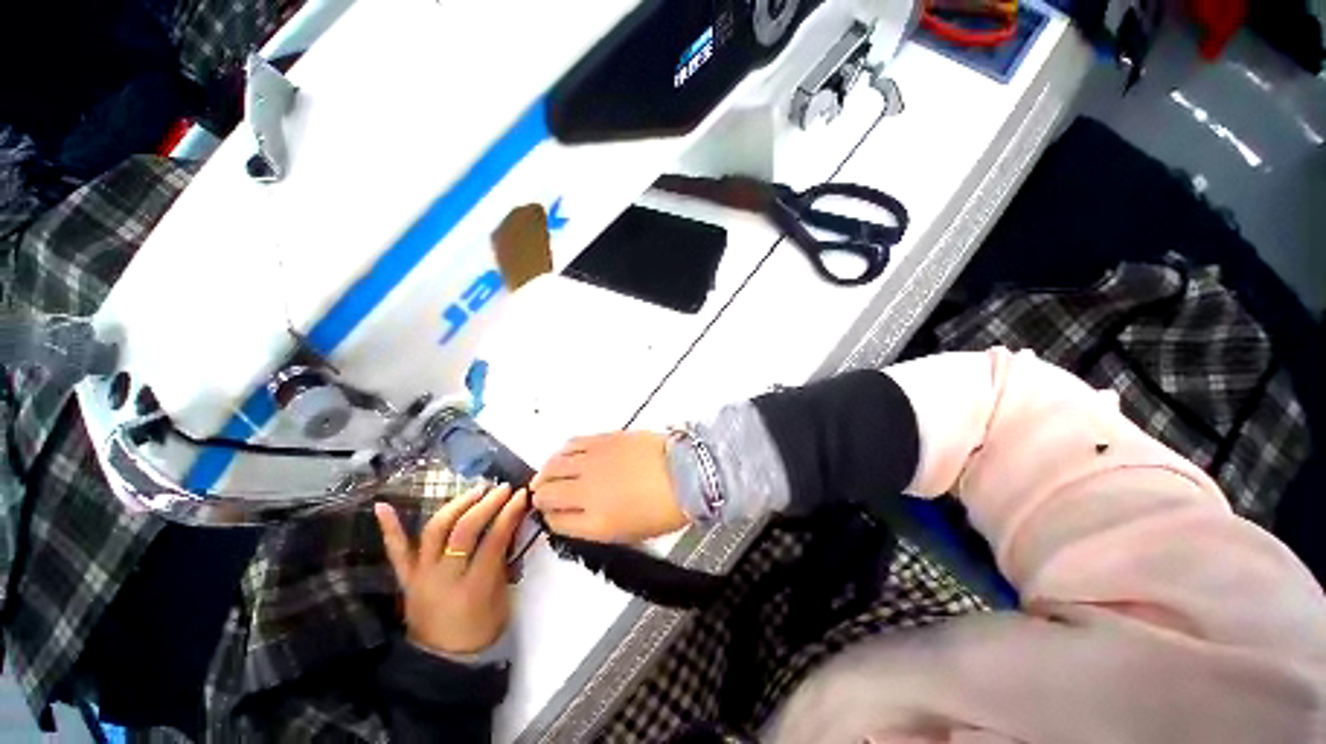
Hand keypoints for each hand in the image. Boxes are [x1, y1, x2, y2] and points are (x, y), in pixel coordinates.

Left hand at [375, 483, 528, 655]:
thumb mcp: (501, 597)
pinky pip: (396, 551)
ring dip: (456, 505)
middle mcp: (444, 577)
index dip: (509, 514)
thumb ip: (503, 560)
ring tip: (475, 491)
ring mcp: (421, 575)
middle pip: (464, 531)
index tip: (521, 494)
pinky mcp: (406, 578)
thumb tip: (511, 524)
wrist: (442, 661)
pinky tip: (383, 505)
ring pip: (435, 531)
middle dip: (486, 504)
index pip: (494, 540)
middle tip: (502, 488)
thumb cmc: (481, 629)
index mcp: (474, 587)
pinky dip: (390, 528)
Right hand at [531, 431, 688, 542]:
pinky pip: (571, 444)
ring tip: (549, 474)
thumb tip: (580, 515)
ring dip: (546, 472)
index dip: (551, 518)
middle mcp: (587, 491)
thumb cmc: (666, 507)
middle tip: (544, 494)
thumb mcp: (631, 531)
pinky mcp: (602, 440)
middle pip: (546, 492)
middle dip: (541, 496)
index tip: (553, 514)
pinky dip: (562, 452)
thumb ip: (598, 526)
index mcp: (596, 522)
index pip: (556, 522)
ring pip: (553, 465)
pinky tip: (565, 455)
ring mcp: (592, 462)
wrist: (686, 472)